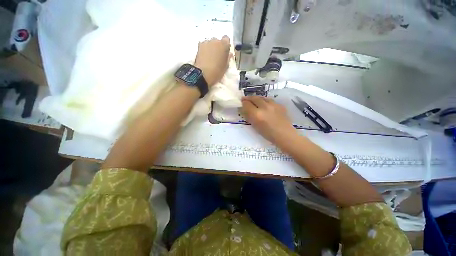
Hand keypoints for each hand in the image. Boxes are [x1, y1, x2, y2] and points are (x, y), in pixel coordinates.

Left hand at [194, 36, 230, 86]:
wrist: (203, 74)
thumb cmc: (217, 71)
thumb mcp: (226, 66)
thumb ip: (228, 58)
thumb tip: (229, 54)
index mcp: (224, 44)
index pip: (227, 39)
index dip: (226, 45)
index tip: (225, 52)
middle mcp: (215, 40)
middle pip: (217, 41)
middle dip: (218, 47)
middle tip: (218, 56)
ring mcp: (206, 42)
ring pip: (210, 43)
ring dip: (211, 48)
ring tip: (210, 58)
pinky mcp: (199, 46)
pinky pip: (204, 46)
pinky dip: (205, 50)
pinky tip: (205, 57)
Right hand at [241, 96, 296, 143]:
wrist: (284, 135)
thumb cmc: (268, 134)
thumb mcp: (255, 126)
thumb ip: (249, 116)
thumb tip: (245, 109)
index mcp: (257, 114)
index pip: (247, 104)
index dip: (243, 103)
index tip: (241, 103)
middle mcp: (264, 107)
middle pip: (254, 98)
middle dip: (248, 98)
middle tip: (245, 99)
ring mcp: (273, 105)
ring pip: (262, 97)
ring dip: (257, 98)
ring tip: (255, 101)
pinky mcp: (280, 105)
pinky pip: (270, 100)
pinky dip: (265, 101)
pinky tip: (265, 105)